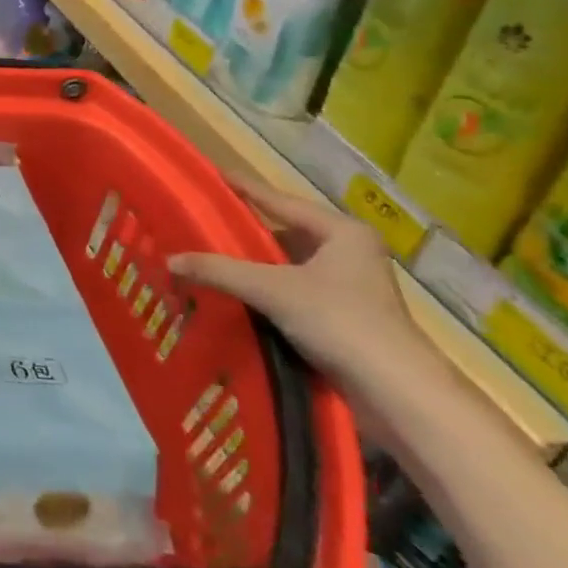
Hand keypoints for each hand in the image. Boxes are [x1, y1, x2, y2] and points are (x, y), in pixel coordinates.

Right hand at [170, 177, 429, 389]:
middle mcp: (350, 252)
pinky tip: (239, 294)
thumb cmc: (339, 321)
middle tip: (204, 224)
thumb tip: (170, 259)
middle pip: (285, 233)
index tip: (213, 174)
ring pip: (290, 265)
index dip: (244, 188)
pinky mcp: (347, 317)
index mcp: (341, 231)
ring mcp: (351, 286)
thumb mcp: (271, 289)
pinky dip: (268, 291)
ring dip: (256, 266)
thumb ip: (219, 271)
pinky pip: (296, 291)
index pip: (280, 201)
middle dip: (246, 233)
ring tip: (213, 259)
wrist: (397, 392)